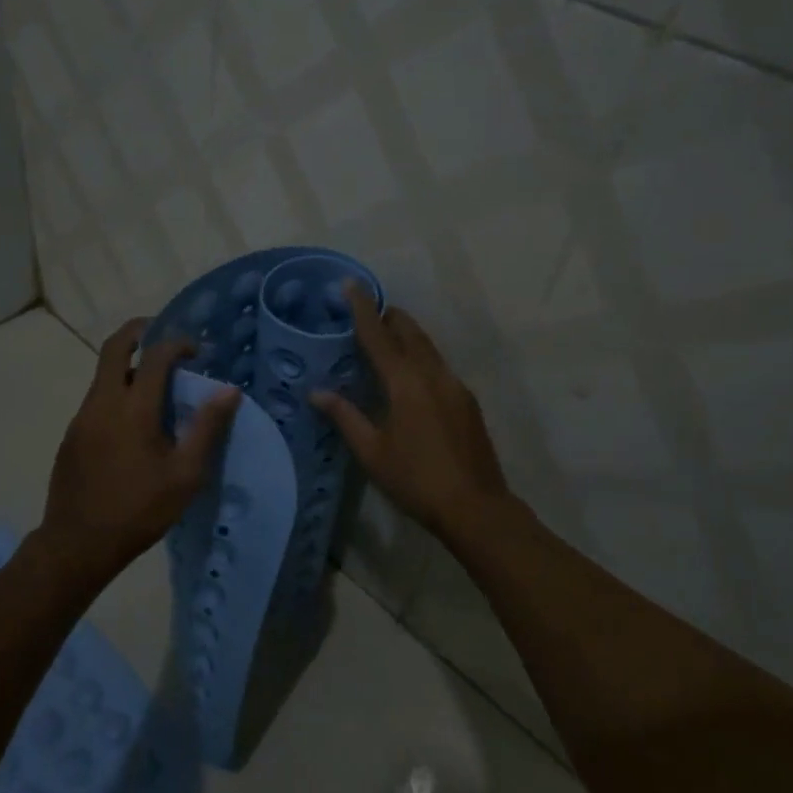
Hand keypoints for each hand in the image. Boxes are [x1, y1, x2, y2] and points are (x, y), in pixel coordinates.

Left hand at [36, 319, 241, 586]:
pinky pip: (96, 398)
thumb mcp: (185, 475)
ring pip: (102, 374)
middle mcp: (102, 403)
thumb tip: (229, 391)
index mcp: (133, 410)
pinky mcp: (72, 435)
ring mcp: (82, 418)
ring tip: (154, 382)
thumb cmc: (139, 510)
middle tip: (162, 333)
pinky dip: (116, 391)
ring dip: (127, 365)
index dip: (177, 344)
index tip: (196, 351)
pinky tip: (133, 420)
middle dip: (139, 331)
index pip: (155, 356)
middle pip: (114, 348)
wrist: (78, 544)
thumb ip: (206, 428)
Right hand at [310, 287, 512, 541]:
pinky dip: (420, 357)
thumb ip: (345, 416)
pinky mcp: (467, 400)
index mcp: (406, 383)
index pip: (379, 336)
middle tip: (368, 314)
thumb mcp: (372, 452)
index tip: (351, 285)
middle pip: (410, 332)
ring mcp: (456, 385)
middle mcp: (434, 374)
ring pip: (428, 347)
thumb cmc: (416, 480)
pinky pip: (439, 365)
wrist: (475, 506)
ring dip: (407, 336)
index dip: (363, 309)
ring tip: (386, 340)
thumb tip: (317, 392)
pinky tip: (411, 376)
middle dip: (389, 317)